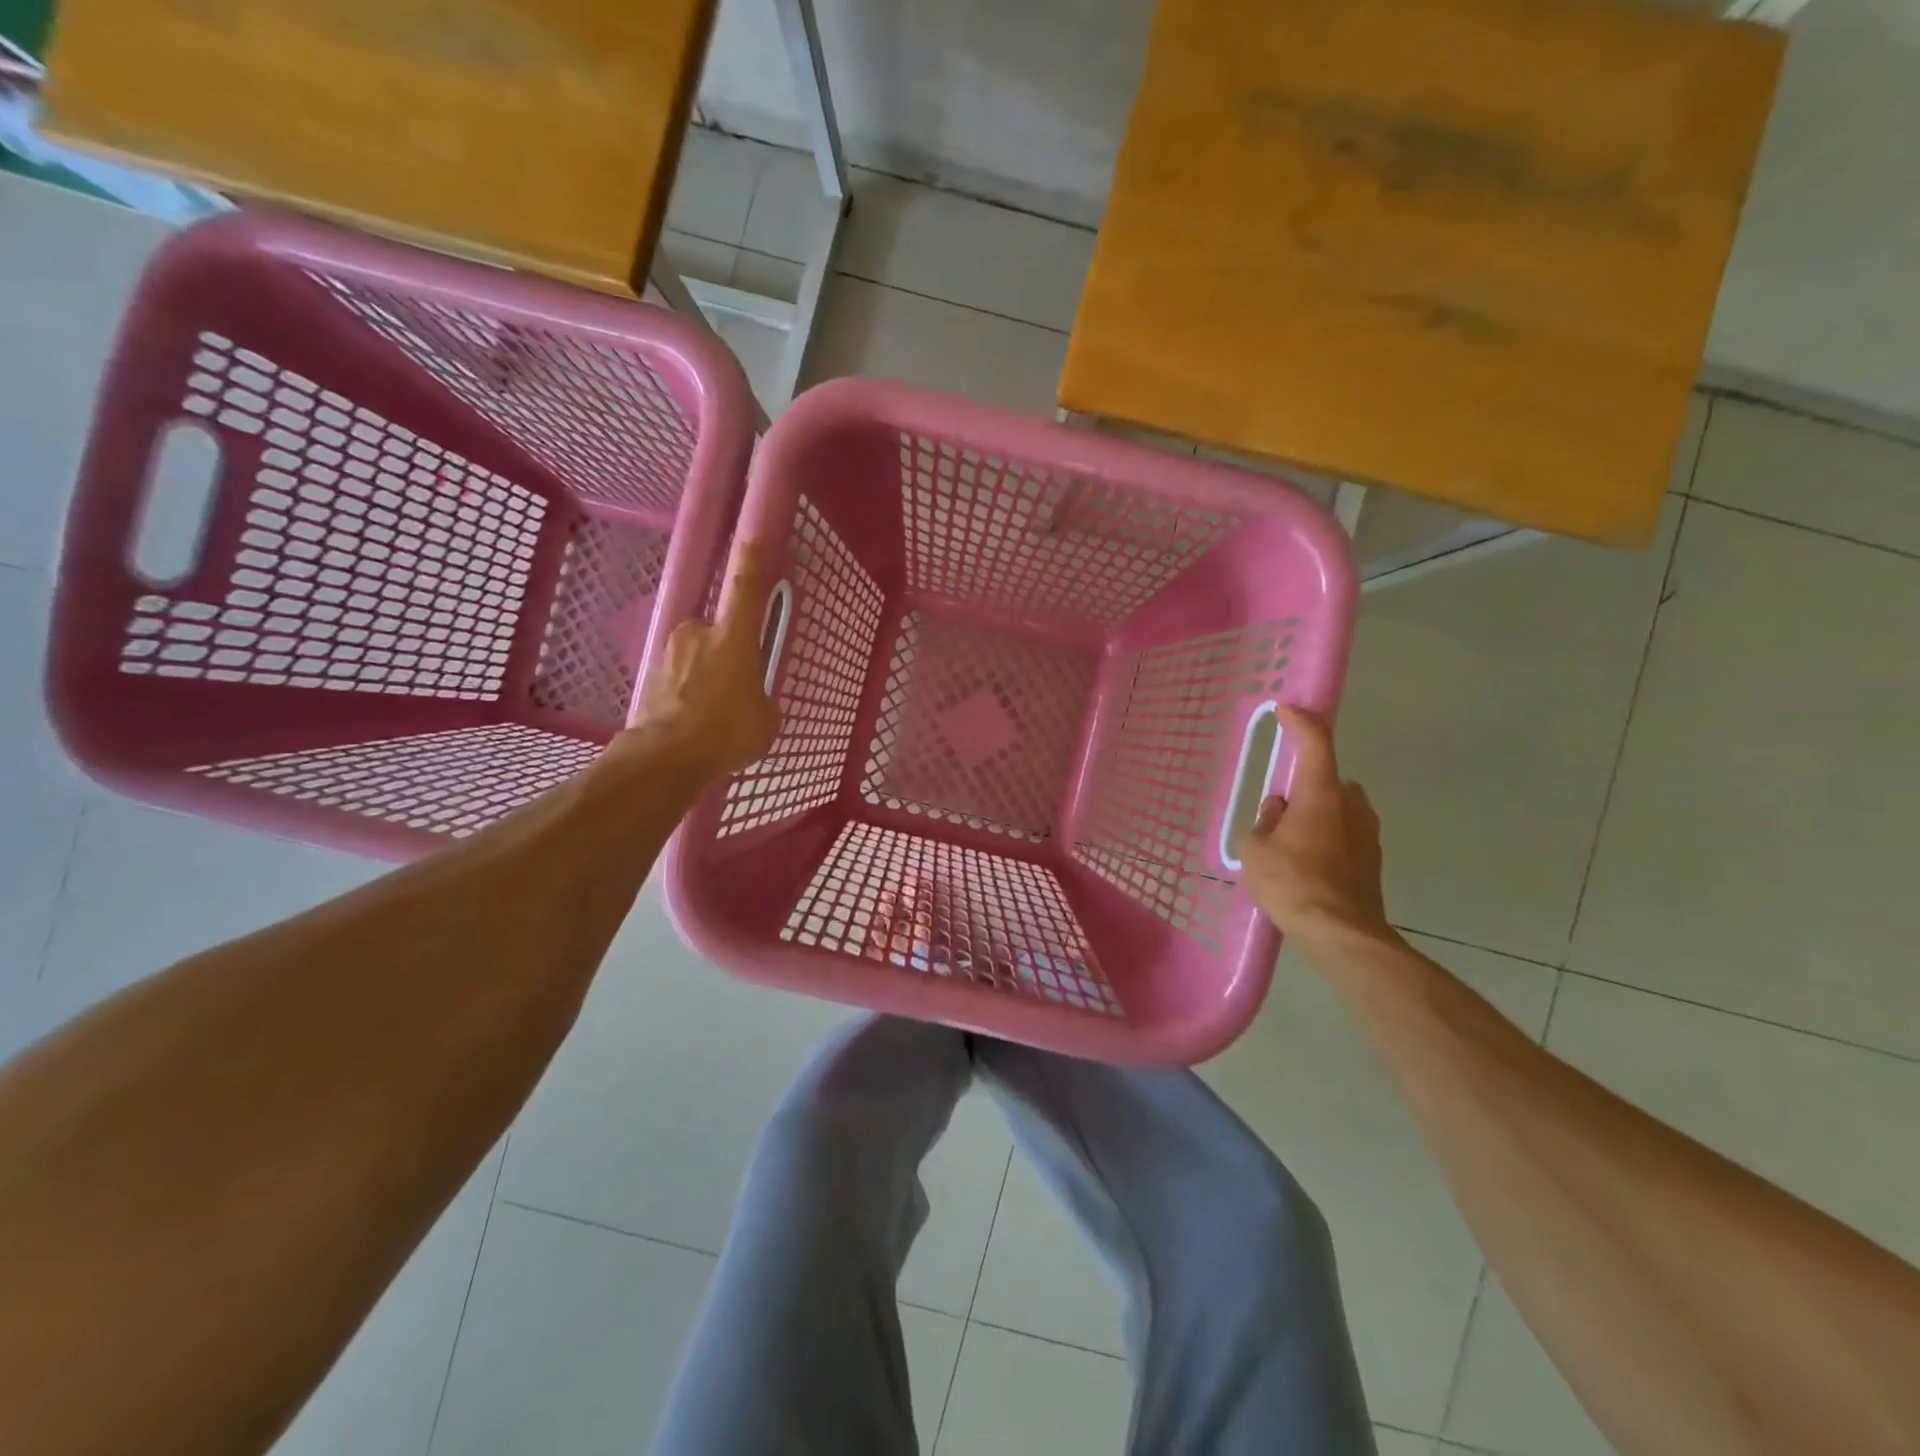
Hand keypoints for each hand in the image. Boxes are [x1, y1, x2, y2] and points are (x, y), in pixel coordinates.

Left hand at [623, 541, 781, 777]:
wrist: (665, 758)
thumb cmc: (727, 732)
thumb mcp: (766, 719)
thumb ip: (761, 698)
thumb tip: (750, 699)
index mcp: (733, 637)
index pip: (746, 588)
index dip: (752, 558)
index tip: (752, 532)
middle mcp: (697, 633)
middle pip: (718, 634)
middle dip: (726, 655)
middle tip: (735, 690)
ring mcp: (668, 653)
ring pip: (696, 658)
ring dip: (705, 678)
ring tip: (712, 717)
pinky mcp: (648, 675)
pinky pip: (678, 679)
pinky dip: (686, 695)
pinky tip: (692, 725)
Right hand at [1236, 708, 1393, 948]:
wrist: (1340, 934)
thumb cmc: (1291, 883)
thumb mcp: (1255, 849)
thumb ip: (1263, 822)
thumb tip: (1277, 810)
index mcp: (1321, 794)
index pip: (1315, 744)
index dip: (1300, 723)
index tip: (1286, 710)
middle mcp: (1352, 805)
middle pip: (1328, 780)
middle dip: (1305, 786)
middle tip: (1278, 809)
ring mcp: (1368, 833)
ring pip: (1338, 809)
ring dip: (1317, 814)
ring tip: (1289, 843)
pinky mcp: (1373, 860)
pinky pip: (1344, 834)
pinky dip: (1326, 838)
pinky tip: (1306, 865)